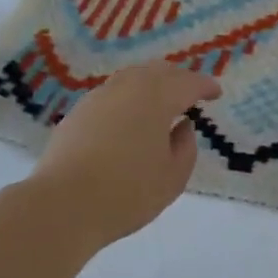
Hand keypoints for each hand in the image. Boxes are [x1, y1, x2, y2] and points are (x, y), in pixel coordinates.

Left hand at [27, 62, 222, 245]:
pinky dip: (128, 98)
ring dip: (151, 85)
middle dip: (178, 79)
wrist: (62, 205)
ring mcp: (99, 97)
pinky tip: (128, 118)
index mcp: (158, 97)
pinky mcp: (77, 112)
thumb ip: (186, 147)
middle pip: (159, 72)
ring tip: (160, 102)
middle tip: (190, 93)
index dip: (205, 86)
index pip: (188, 83)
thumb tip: (182, 127)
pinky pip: (112, 94)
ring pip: (132, 78)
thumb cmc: (127, 192)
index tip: (216, 93)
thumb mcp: (173, 177)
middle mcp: (128, 87)